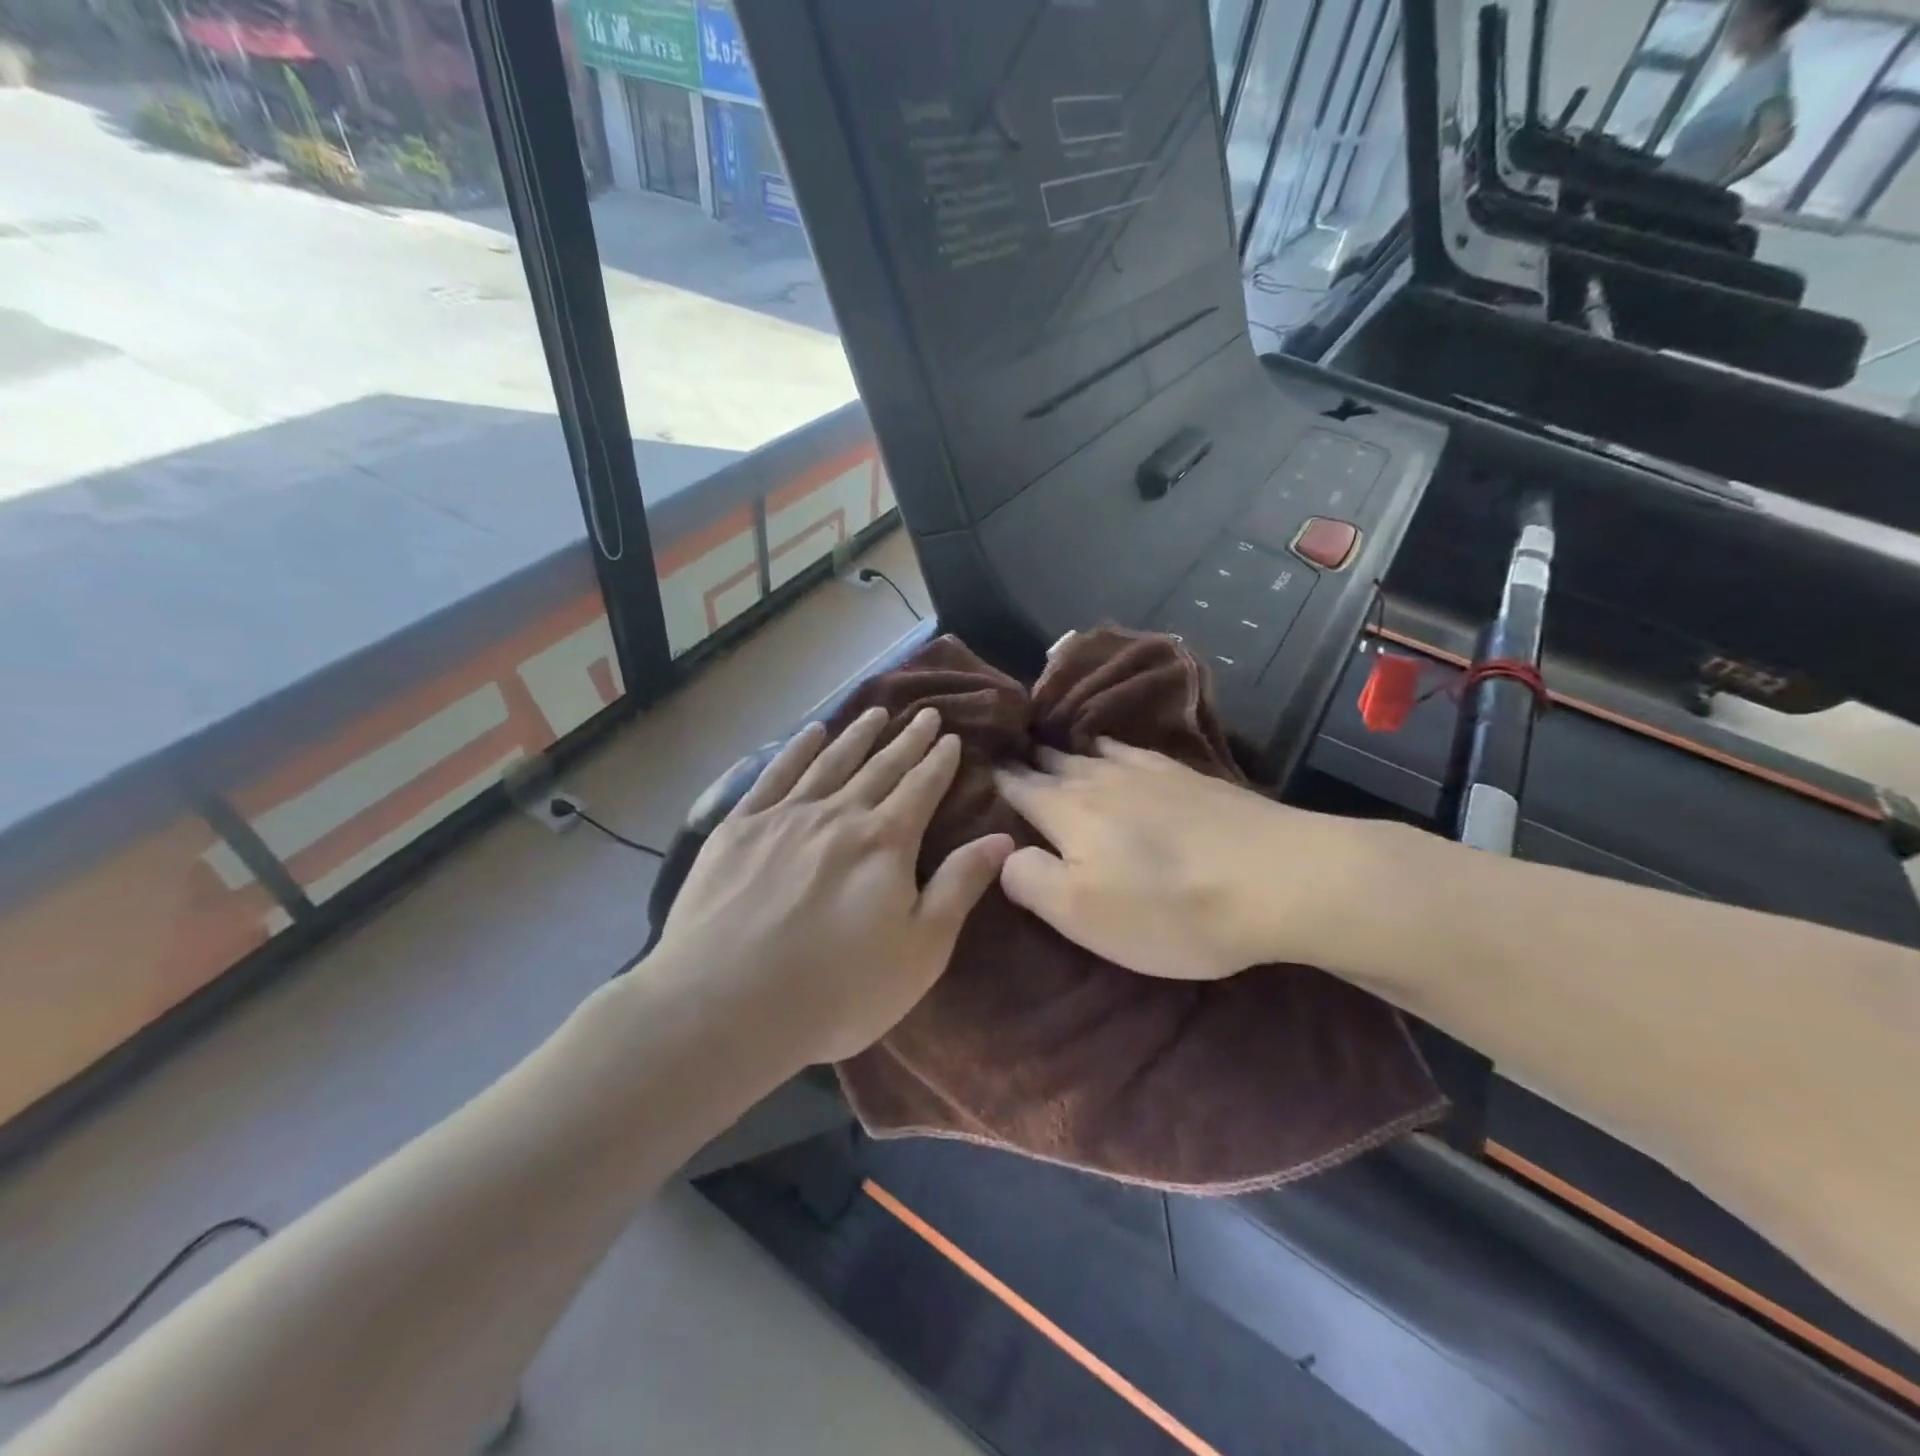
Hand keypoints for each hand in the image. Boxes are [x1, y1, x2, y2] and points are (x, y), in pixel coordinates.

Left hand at [652, 706, 1013, 1065]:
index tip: (950, 736)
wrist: (725, 1006)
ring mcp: (784, 816)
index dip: (939, 761)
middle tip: (924, 714)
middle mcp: (839, 814)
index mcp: (886, 841)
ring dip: (857, 735)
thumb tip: (1002, 838)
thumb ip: (960, 886)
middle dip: (907, 740)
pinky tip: (811, 732)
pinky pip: (775, 774)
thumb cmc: (838, 990)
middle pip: (880, 767)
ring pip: (831, 761)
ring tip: (876, 712)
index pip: (921, 787)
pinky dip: (797, 749)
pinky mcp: (739, 827)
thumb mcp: (921, 950)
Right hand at [995, 740, 1363, 979]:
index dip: (996, 778)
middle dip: (1027, 759)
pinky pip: (1133, 751)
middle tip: (1007, 754)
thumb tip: (1004, 852)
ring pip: (1091, 751)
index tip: (976, 765)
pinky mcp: (1190, 776)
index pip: (1019, 787)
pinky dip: (1111, 747)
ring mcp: (1149, 772)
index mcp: (1067, 812)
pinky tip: (1114, 751)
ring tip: (1050, 746)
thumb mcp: (1082, 913)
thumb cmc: (1168, 908)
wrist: (1279, 878)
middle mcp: (1100, 780)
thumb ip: (1030, 878)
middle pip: (1053, 762)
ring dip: (1065, 750)